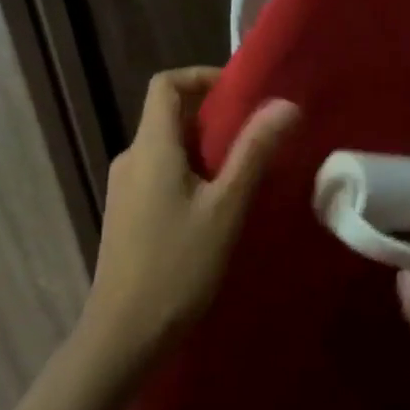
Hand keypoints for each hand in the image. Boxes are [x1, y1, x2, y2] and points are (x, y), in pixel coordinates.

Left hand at [83, 67, 297, 363]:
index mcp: (151, 147)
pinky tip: (215, 206)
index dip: (202, 76)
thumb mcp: (226, 207)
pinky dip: (190, 172)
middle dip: (213, 117)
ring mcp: (124, 188)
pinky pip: (160, 174)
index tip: (241, 93)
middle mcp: (131, 158)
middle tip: (256, 136)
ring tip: (244, 173)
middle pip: (168, 115)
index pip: (165, 84)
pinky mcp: (126, 213)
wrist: (124, 333)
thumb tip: (284, 104)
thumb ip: (254, 152)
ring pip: (167, 148)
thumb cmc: (178, 265)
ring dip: (204, 148)